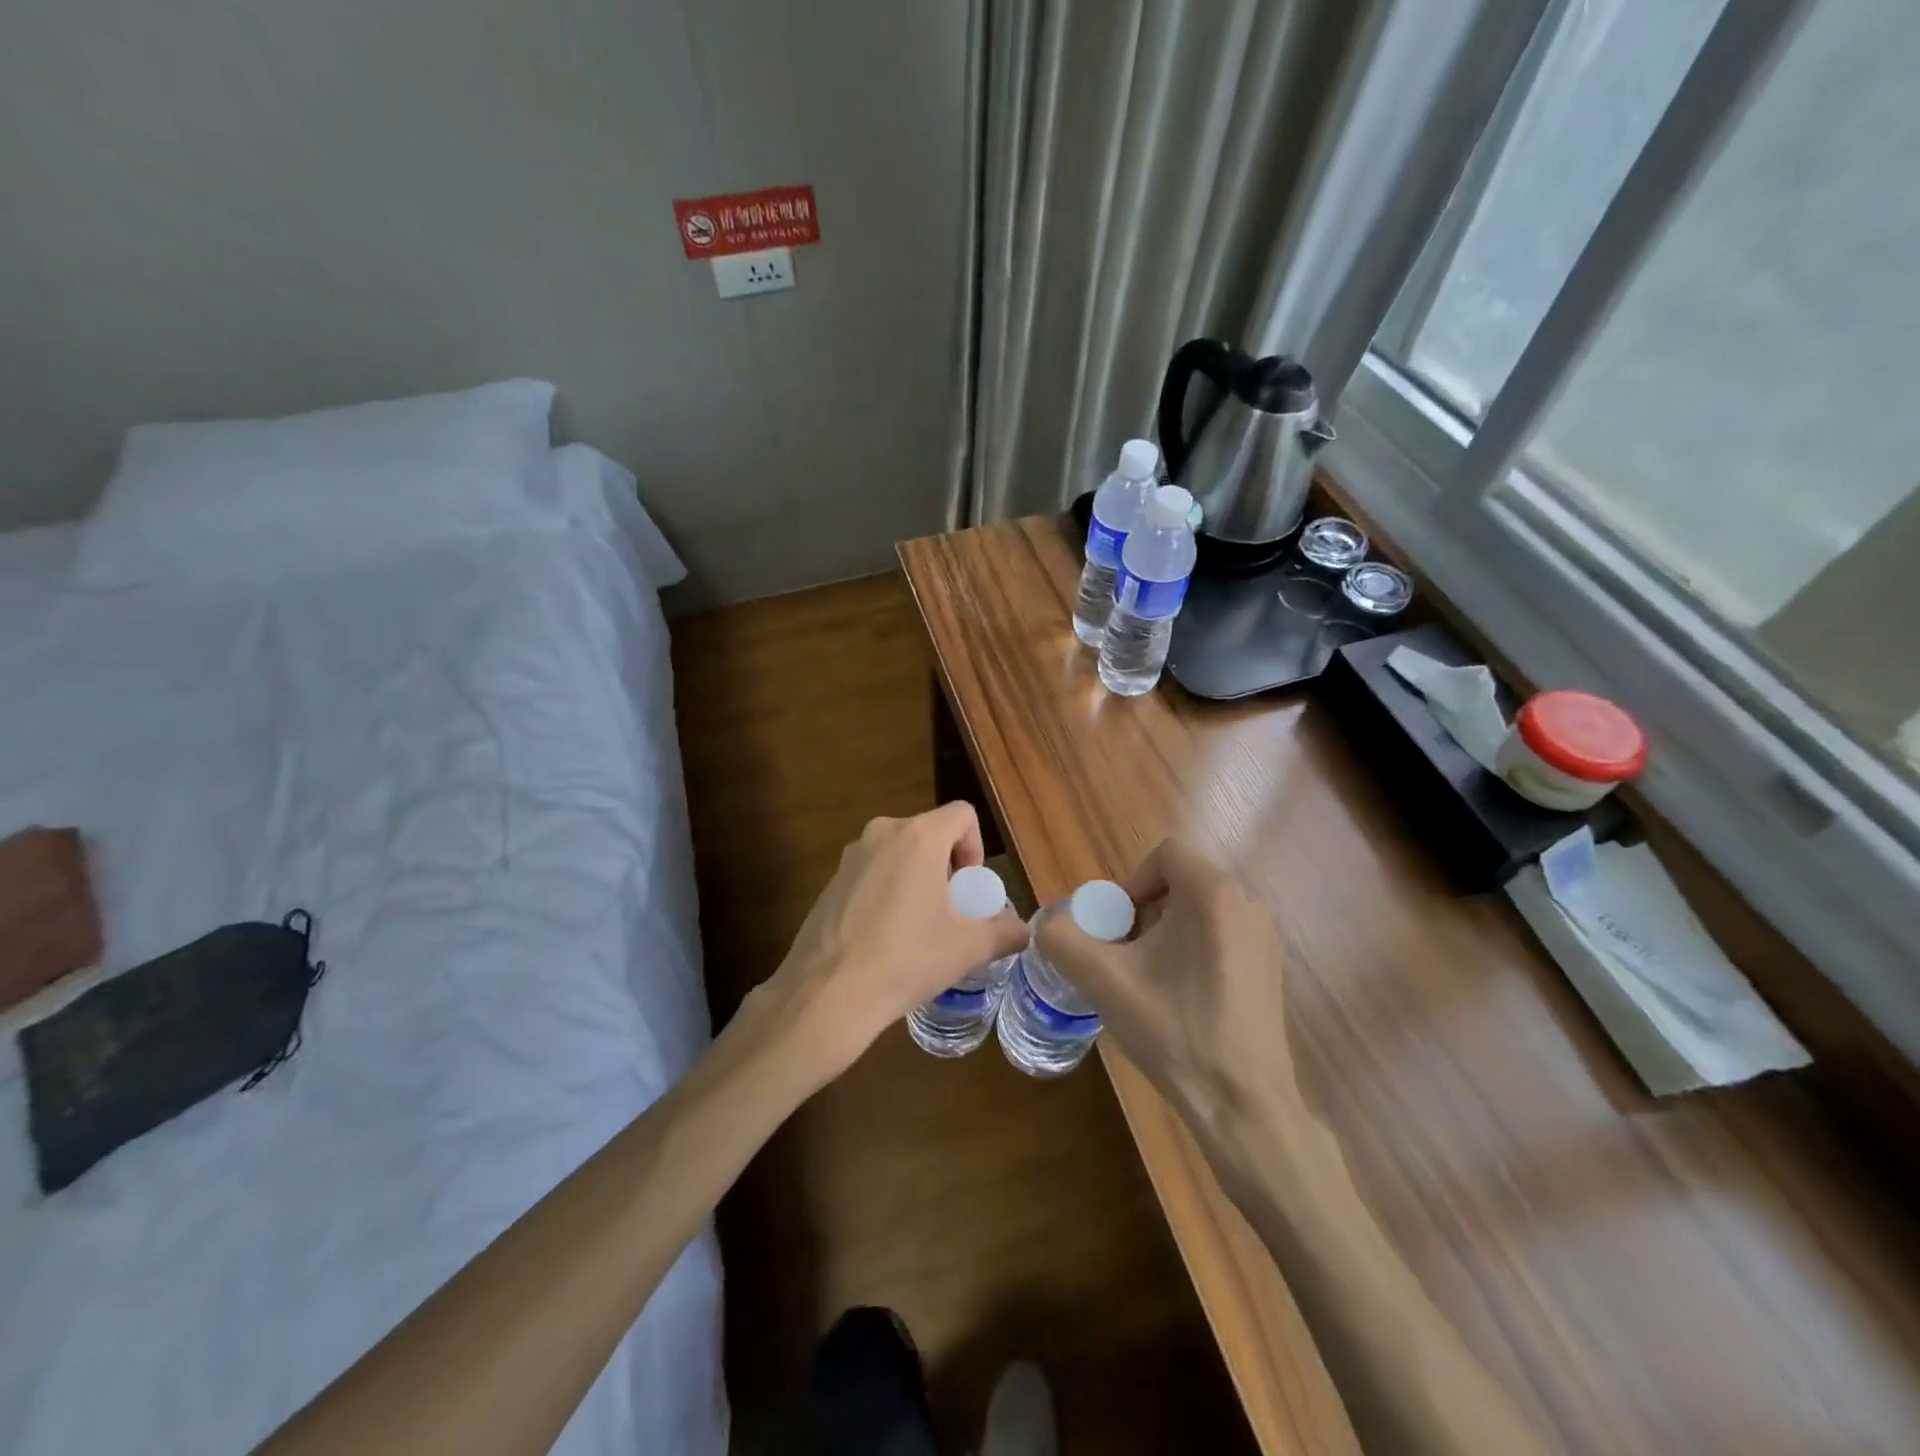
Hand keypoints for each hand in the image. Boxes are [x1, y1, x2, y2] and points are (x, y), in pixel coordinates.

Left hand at [756, 803, 1029, 1089]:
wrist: (828, 993)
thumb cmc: (906, 959)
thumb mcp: (968, 948)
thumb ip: (1005, 932)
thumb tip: (1022, 930)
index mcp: (918, 836)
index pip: (963, 814)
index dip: (976, 847)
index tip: (968, 890)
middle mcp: (882, 833)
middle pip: (930, 833)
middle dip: (947, 867)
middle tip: (949, 912)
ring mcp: (850, 855)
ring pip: (899, 853)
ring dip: (917, 879)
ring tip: (918, 927)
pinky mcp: (830, 880)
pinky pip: (872, 872)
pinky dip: (887, 892)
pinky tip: (884, 937)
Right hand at [1036, 838, 1303, 1175]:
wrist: (1242, 1104)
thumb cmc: (1174, 1031)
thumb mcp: (1102, 981)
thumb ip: (1061, 939)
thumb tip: (1048, 924)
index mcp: (1213, 894)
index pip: (1164, 854)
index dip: (1132, 884)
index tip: (1119, 931)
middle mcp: (1247, 904)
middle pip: (1180, 882)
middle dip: (1145, 913)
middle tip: (1128, 958)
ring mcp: (1265, 937)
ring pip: (1200, 910)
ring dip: (1166, 932)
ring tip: (1151, 981)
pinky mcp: (1271, 967)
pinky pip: (1221, 935)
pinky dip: (1193, 950)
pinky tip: (1182, 999)